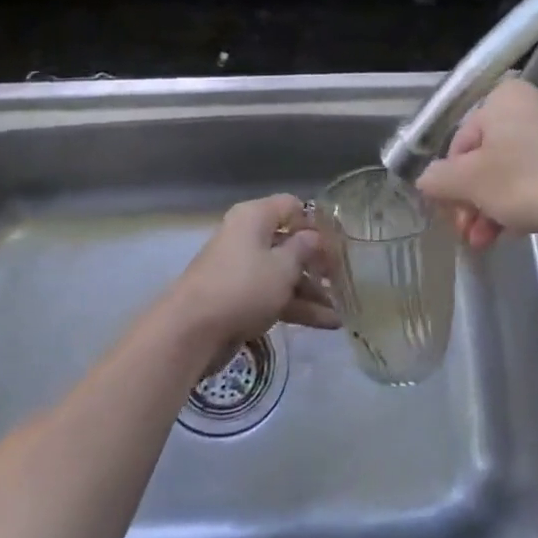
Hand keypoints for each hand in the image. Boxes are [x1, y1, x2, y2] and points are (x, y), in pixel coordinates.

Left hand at [159, 194, 336, 356]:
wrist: (191, 331)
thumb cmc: (243, 287)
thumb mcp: (282, 266)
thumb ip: (304, 249)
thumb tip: (315, 237)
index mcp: (254, 217)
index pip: (291, 206)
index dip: (317, 222)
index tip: (341, 243)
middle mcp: (247, 237)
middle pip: (289, 242)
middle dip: (318, 262)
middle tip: (346, 278)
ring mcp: (243, 270)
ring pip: (284, 273)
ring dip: (313, 291)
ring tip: (343, 309)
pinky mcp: (240, 299)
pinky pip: (274, 296)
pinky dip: (298, 307)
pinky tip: (328, 323)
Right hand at [416, 80, 537, 249]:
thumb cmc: (525, 182)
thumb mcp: (468, 182)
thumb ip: (437, 179)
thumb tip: (426, 181)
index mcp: (503, 97)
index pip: (460, 141)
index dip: (451, 182)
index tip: (453, 214)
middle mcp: (532, 103)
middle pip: (486, 157)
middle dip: (473, 200)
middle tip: (468, 233)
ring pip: (512, 170)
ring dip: (493, 206)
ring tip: (487, 242)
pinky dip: (523, 200)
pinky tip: (515, 230)